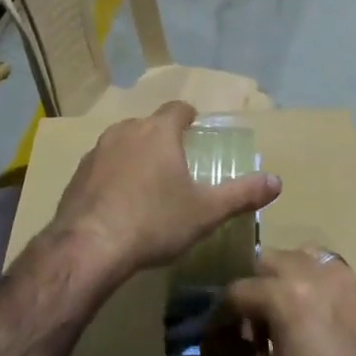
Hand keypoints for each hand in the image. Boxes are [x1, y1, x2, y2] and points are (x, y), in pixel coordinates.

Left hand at [48, 101, 280, 279]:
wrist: (89, 246)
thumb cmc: (154, 222)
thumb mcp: (206, 212)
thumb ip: (242, 194)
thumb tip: (277, 181)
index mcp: (159, 132)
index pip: (178, 109)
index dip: (188, 117)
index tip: (194, 129)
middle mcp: (126, 131)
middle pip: (149, 124)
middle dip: (162, 138)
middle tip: (175, 164)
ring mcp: (97, 150)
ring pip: (123, 142)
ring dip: (135, 155)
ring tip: (146, 183)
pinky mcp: (77, 173)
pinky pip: (101, 165)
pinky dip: (112, 175)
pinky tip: (118, 203)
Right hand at [206, 249, 355, 355]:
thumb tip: (214, 342)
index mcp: (287, 297)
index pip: (238, 291)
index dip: (221, 316)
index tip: (216, 337)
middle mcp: (318, 275)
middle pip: (269, 261)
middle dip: (254, 290)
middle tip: (252, 329)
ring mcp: (351, 281)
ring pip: (305, 258)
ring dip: (287, 280)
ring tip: (287, 320)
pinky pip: (335, 275)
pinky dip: (318, 288)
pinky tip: (320, 326)